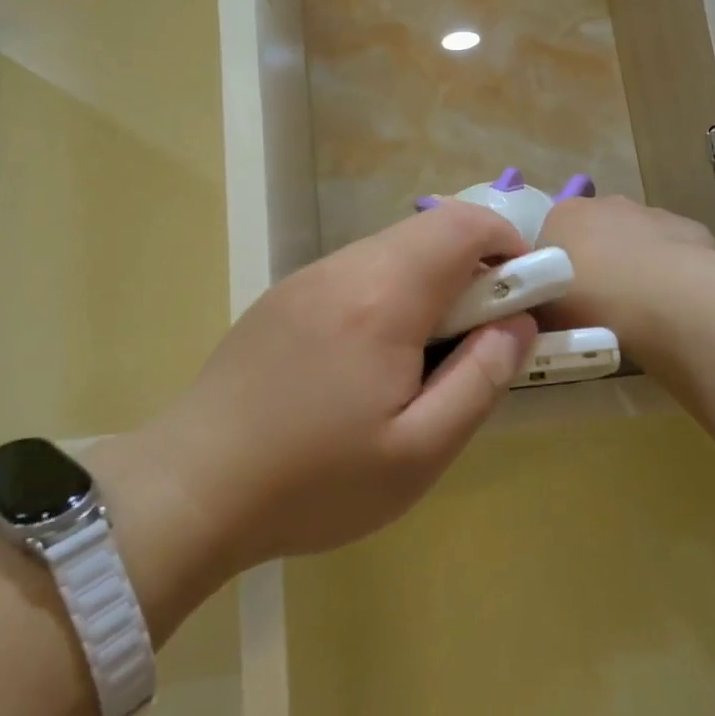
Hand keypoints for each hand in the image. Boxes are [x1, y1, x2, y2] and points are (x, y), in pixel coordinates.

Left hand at [110, 205, 538, 588]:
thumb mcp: (419, 452)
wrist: (191, 489)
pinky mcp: (283, 297)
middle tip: (478, 339)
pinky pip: (356, 272)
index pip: (465, 227)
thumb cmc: (314, 482)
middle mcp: (344, 268)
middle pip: (430, 232)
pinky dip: (390, 292)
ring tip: (425, 357)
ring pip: (392, 250)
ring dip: (430, 282)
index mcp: (383, 297)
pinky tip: (371, 358)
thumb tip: (518, 325)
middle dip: (474, 269)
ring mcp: (306, 278)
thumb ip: (480, 379)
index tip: (523, 300)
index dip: (509, 247)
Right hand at [536, 195, 714, 348]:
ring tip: (639, 309)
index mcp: (562, 216)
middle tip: (599, 307)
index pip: (549, 241)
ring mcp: (649, 212)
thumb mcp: (547, 313)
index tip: (562, 303)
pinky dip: (669, 270)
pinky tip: (673, 300)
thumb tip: (543, 308)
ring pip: (635, 240)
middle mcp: (604, 203)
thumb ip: (540, 303)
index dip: (553, 272)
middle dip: (596, 263)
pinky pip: (671, 251)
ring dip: (634, 265)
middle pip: (593, 234)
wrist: (666, 300)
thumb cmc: (593, 303)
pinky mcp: (688, 227)